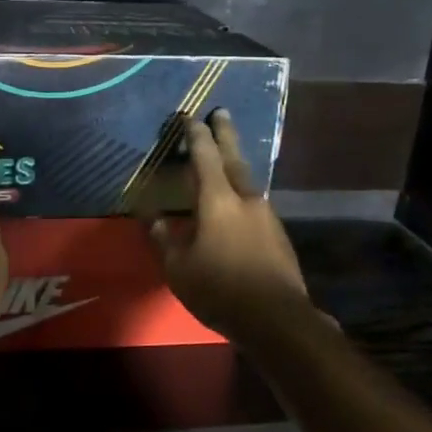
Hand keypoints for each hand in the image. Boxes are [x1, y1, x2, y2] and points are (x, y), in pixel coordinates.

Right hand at [147, 110, 310, 337]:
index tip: (189, 117)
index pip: (204, 157)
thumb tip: (153, 217)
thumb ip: (165, 238)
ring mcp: (267, 216)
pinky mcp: (278, 235)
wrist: (277, 319)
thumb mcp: (179, 268)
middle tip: (221, 112)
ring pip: (248, 180)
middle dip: (225, 134)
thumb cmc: (220, 289)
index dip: (196, 135)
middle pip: (234, 158)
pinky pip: (256, 202)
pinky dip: (244, 192)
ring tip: (228, 155)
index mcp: (218, 200)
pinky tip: (239, 202)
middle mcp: (245, 199)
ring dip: (236, 163)